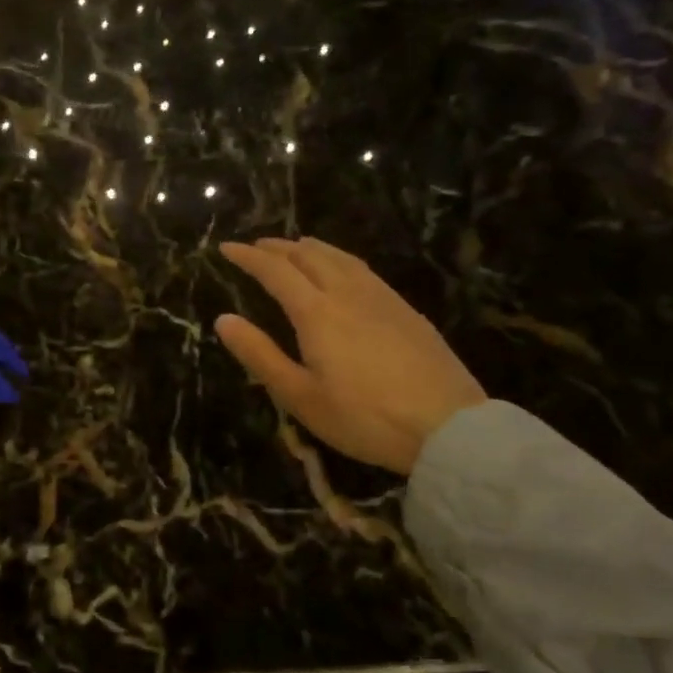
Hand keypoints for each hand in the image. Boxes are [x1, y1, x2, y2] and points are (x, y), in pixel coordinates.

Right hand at [215, 237, 485, 474]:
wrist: (448, 426)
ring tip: (295, 246)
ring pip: (340, 257)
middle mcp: (347, 294)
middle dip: (277, 247)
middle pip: (308, 256)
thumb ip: (259, 354)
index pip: (275, 271)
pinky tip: (344, 271)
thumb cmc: (363, 417)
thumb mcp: (300, 395)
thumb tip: (223, 319)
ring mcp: (382, 299)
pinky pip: (363, 269)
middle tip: (256, 246)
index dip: (248, 257)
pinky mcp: (406, 311)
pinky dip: (339, 259)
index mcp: (317, 313)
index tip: (226, 247)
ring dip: (310, 248)